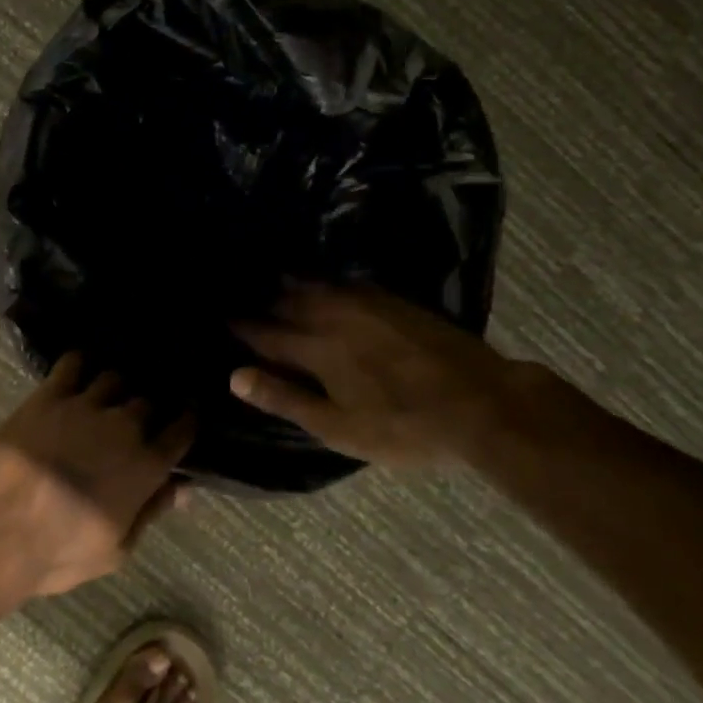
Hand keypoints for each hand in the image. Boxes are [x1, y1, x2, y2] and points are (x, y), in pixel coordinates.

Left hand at [0, 354, 194, 597]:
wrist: (0, 530)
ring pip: (114, 378)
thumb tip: (184, 488)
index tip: (186, 417)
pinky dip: (80, 364)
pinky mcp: (50, 395)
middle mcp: (124, 426)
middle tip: (137, 416)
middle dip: (148, 407)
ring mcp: (86, 405)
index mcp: (146, 465)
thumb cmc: (61, 552)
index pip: (183, 429)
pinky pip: (73, 364)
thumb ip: (152, 511)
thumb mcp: (117, 549)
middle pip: (149, 400)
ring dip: (115, 387)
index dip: (187, 420)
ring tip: (107, 394)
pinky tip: (77, 370)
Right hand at [231, 285, 538, 466]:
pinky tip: (325, 281)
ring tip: (273, 276)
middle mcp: (333, 316)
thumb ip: (285, 398)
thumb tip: (234, 375)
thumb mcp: (338, 427)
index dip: (241, 327)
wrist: (480, 402)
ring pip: (316, 286)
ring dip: (290, 283)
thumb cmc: (403, 426)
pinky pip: (345, 281)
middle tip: (240, 293)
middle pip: (287, 302)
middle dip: (261, 300)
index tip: (221, 317)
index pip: (266, 333)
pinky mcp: (393, 300)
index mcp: (315, 349)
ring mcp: (366, 303)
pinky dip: (325, 280)